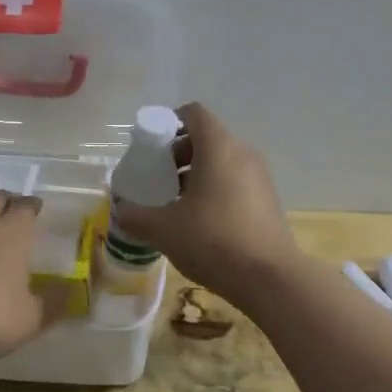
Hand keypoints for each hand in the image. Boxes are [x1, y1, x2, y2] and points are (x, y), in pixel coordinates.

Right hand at [110, 102, 299, 307]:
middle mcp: (242, 153)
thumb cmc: (213, 240)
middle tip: (158, 179)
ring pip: (222, 161)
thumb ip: (136, 216)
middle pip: (207, 138)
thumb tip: (120, 211)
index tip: (152, 147)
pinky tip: (200, 222)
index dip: (170, 122)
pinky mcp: (268, 200)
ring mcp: (259, 176)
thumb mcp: (164, 230)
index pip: (194, 113)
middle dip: (179, 154)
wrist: (270, 278)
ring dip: (196, 174)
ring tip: (176, 204)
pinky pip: (235, 181)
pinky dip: (215, 189)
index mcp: (218, 147)